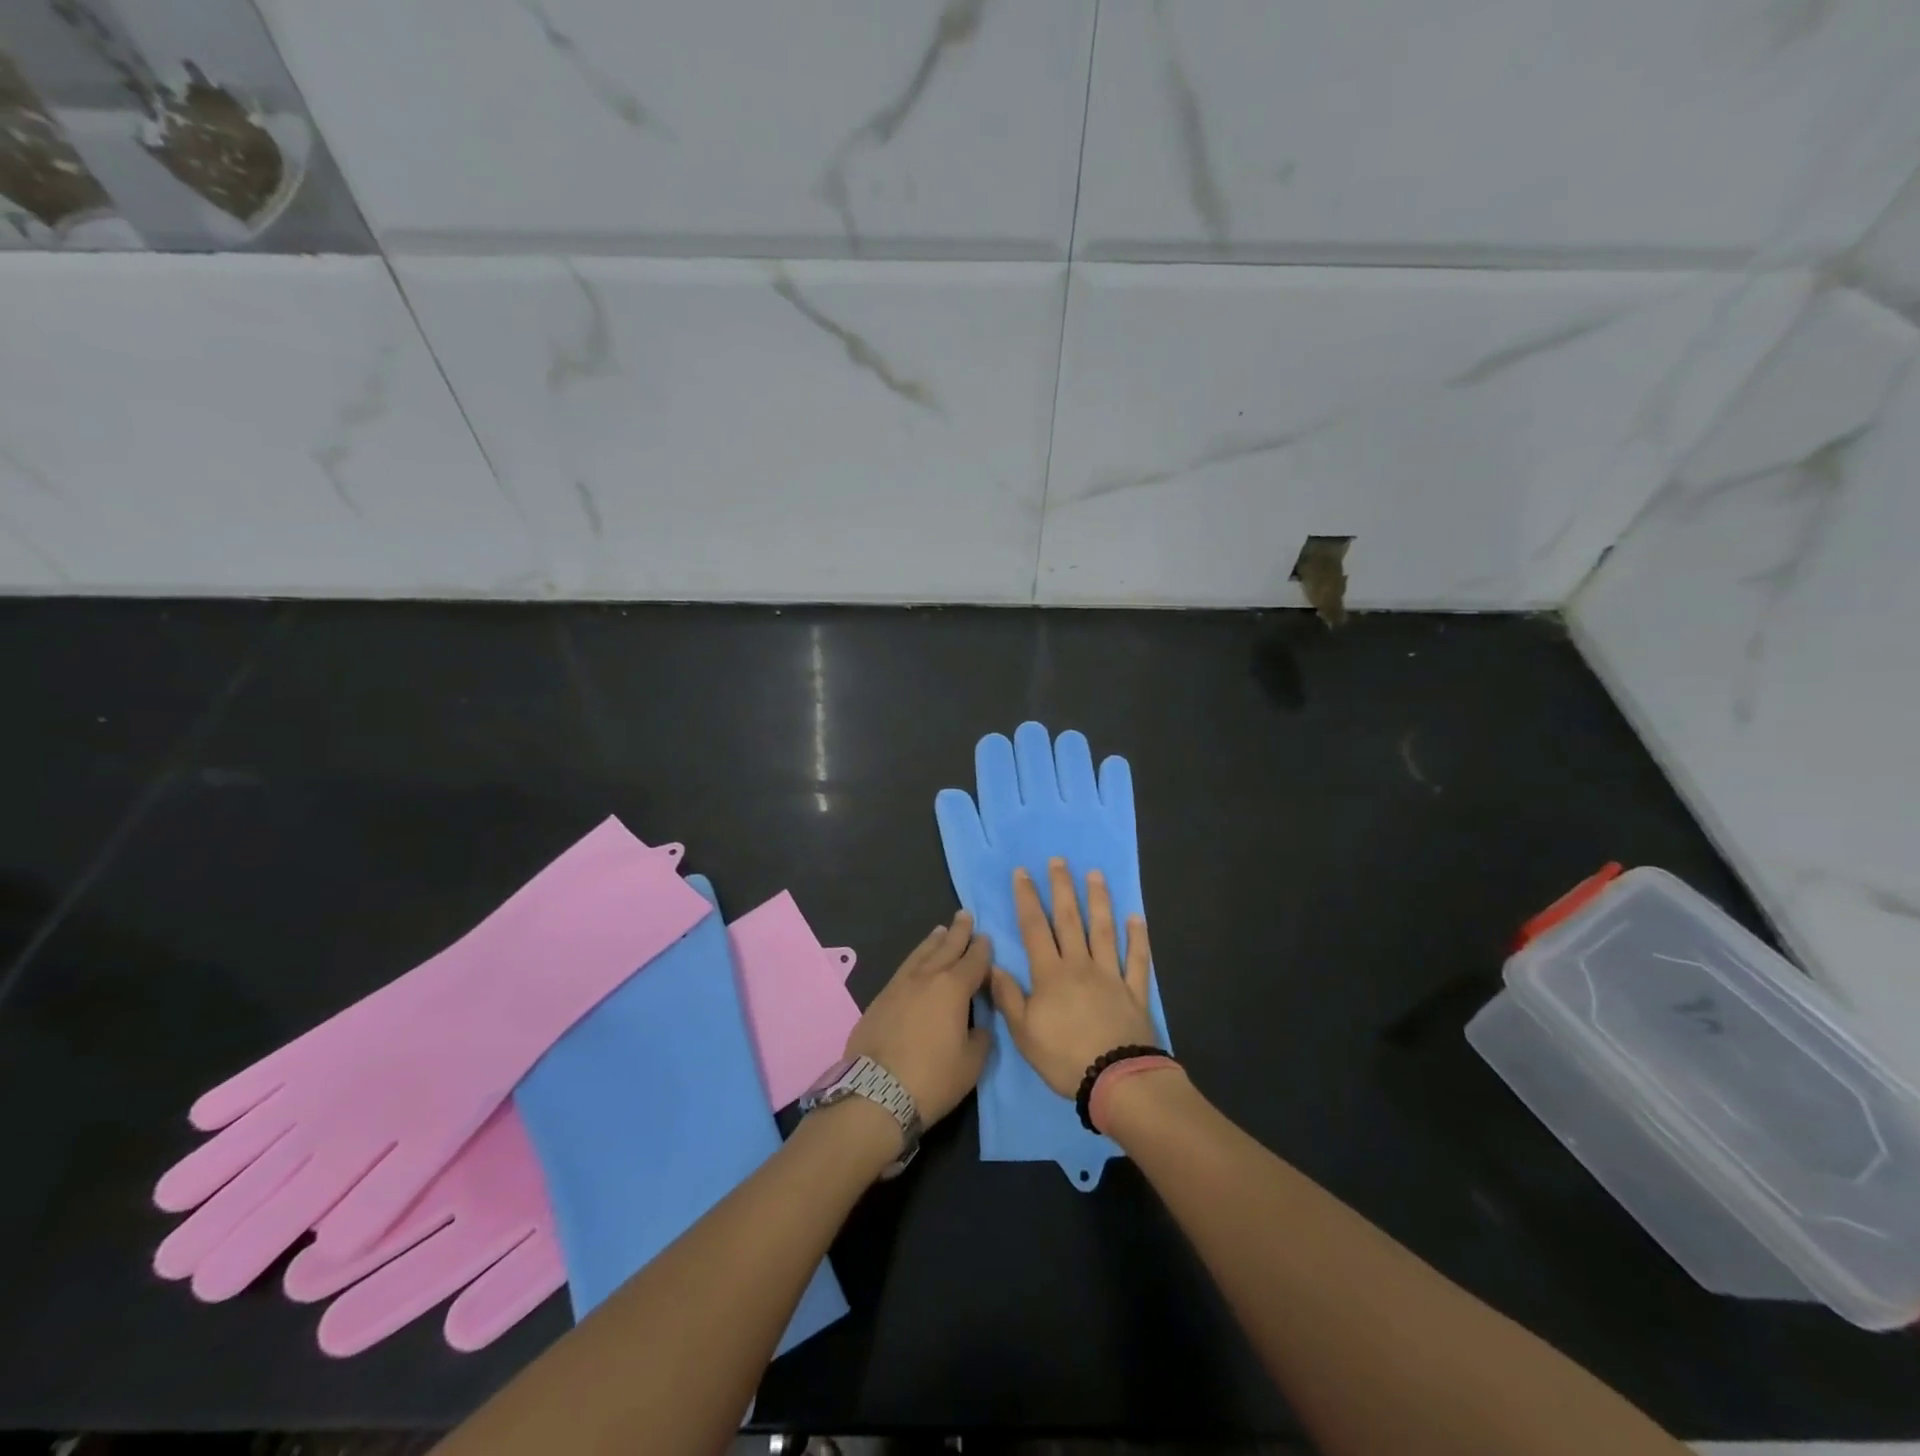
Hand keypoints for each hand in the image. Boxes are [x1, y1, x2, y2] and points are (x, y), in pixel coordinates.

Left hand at [843, 911, 992, 1125]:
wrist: (875, 1092)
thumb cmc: (932, 1078)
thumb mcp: (971, 1064)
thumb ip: (980, 1037)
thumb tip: (978, 1025)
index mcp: (954, 988)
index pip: (974, 961)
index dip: (982, 949)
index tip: (987, 937)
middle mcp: (927, 978)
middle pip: (946, 947)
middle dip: (958, 932)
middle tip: (965, 914)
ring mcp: (899, 986)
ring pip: (920, 954)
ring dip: (933, 941)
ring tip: (940, 930)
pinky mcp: (880, 998)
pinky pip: (904, 969)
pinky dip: (915, 959)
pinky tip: (916, 962)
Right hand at [989, 859, 1159, 1097]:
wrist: (1117, 1080)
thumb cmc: (1064, 1058)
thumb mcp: (1024, 1033)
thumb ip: (1008, 997)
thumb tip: (993, 965)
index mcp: (1050, 974)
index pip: (1034, 928)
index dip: (1027, 898)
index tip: (1022, 872)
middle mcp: (1080, 965)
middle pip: (1070, 919)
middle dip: (1062, 888)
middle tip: (1059, 860)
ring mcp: (1111, 975)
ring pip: (1104, 930)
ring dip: (1099, 900)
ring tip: (1095, 875)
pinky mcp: (1135, 991)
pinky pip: (1137, 959)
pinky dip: (1138, 938)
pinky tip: (1136, 918)